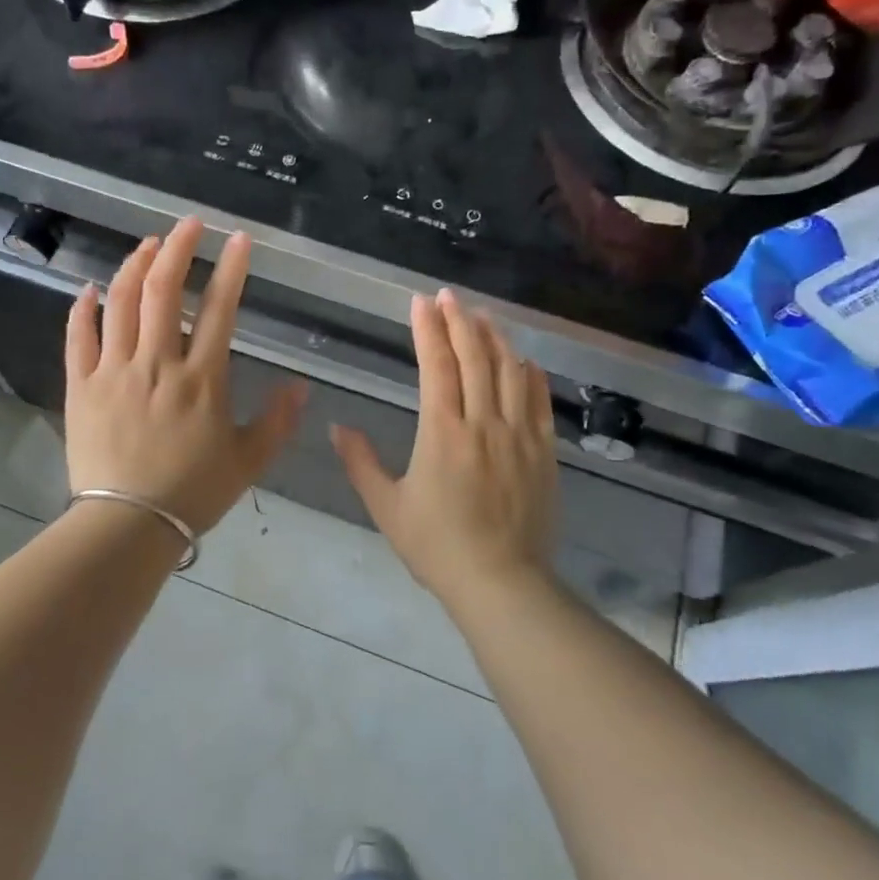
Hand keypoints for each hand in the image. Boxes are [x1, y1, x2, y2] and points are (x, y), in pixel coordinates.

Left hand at [65, 217, 306, 537]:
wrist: (127, 525)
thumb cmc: (192, 493)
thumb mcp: (248, 461)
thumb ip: (277, 420)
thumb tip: (301, 385)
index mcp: (201, 379)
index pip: (219, 309)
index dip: (231, 269)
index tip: (239, 239)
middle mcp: (157, 363)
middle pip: (163, 291)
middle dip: (178, 249)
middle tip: (189, 225)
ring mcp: (113, 371)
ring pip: (121, 303)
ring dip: (135, 266)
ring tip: (148, 244)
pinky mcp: (80, 386)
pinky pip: (78, 337)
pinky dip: (83, 308)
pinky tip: (90, 287)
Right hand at [330, 290, 558, 602]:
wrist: (500, 583)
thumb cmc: (437, 546)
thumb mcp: (386, 507)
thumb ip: (360, 462)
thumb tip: (336, 427)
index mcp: (442, 432)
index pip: (437, 366)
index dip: (428, 330)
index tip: (421, 302)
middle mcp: (483, 423)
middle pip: (475, 359)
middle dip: (460, 321)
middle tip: (449, 296)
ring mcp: (519, 436)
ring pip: (510, 373)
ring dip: (496, 339)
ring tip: (484, 316)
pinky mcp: (543, 453)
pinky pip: (540, 403)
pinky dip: (531, 376)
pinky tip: (525, 361)